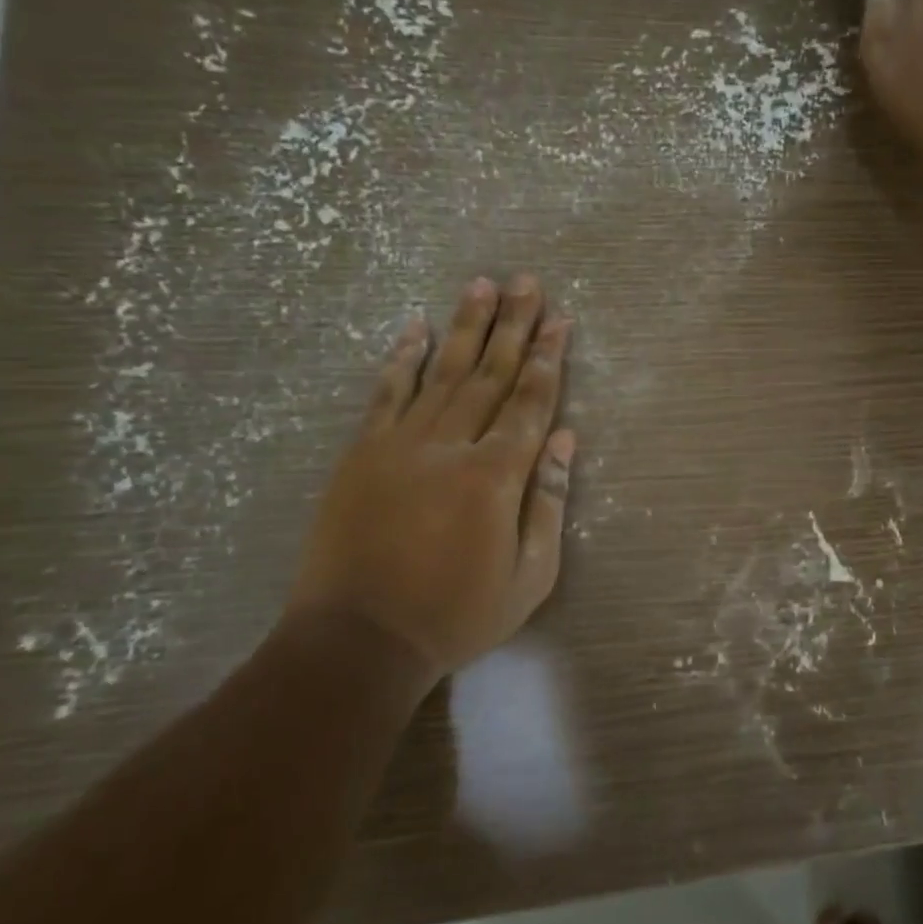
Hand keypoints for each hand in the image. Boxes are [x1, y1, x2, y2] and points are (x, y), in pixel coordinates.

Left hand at [286, 275, 575, 682]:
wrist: (358, 641)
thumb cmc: (456, 616)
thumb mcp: (529, 577)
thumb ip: (547, 502)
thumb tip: (564, 438)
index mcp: (495, 477)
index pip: (529, 403)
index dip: (548, 359)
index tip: (561, 320)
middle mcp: (450, 446)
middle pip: (489, 374)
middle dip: (513, 325)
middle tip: (527, 281)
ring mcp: (400, 445)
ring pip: (441, 372)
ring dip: (464, 326)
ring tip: (480, 284)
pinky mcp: (362, 453)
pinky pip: (386, 394)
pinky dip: (401, 358)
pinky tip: (414, 327)